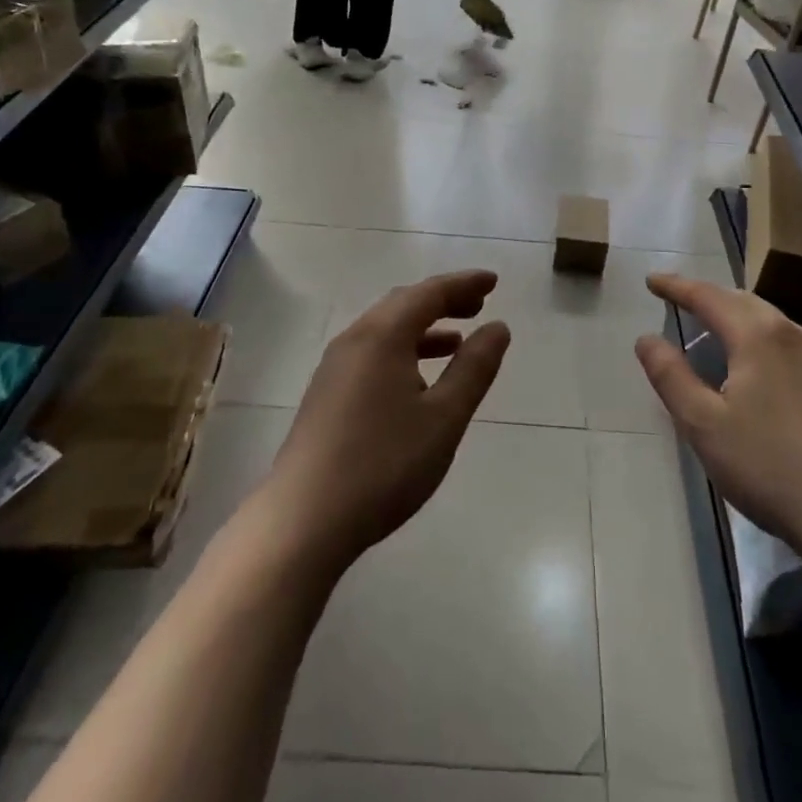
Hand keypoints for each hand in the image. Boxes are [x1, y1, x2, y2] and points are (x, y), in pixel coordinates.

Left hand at [265, 272, 510, 567]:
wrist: (304, 520)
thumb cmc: (384, 464)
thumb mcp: (444, 417)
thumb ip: (474, 368)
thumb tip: (498, 327)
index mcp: (383, 336)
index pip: (429, 293)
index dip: (463, 284)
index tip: (493, 281)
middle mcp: (354, 340)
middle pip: (403, 304)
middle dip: (443, 300)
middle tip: (478, 304)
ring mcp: (334, 367)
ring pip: (385, 329)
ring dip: (423, 326)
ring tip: (456, 341)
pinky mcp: (326, 394)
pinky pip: (372, 352)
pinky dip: (402, 349)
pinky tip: (417, 380)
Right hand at [636, 274, 801, 573]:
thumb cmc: (769, 467)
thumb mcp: (704, 424)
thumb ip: (671, 376)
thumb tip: (646, 339)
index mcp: (758, 335)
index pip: (707, 296)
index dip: (676, 286)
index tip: (651, 280)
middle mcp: (792, 334)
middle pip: (741, 300)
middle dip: (707, 296)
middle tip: (677, 298)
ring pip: (768, 320)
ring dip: (734, 315)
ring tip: (710, 326)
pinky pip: (785, 342)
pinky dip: (757, 337)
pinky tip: (753, 365)